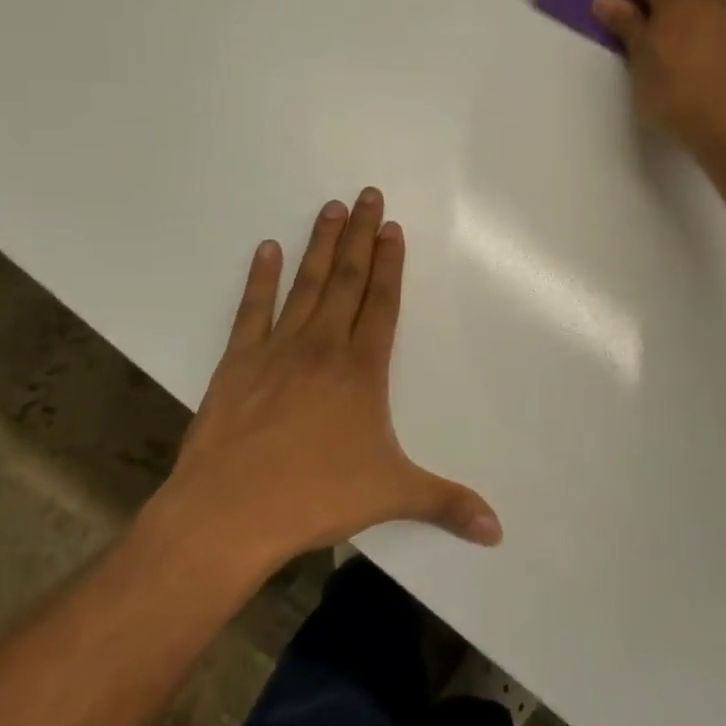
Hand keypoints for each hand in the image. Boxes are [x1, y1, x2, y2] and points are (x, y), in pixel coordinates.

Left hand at [157, 189, 501, 570]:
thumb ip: (446, 503)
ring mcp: (276, 350)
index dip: (390, 263)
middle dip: (360, 236)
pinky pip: (252, 310)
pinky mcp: (236, 363)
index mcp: (361, 370)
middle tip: (366, 194)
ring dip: (320, 245)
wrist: (228, 514)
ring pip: (305, 285)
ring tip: (330, 207)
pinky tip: (267, 249)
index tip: (392, 227)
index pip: (382, 302)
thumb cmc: (314, 497)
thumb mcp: (391, 496)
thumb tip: (497, 530)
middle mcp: (323, 347)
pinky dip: (260, 278)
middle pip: (346, 280)